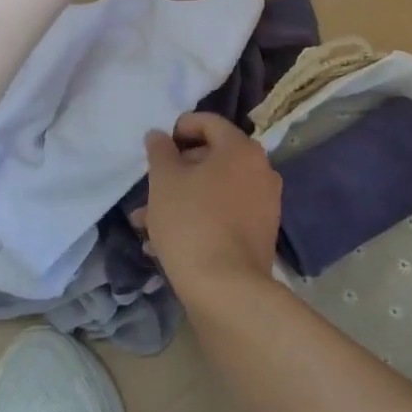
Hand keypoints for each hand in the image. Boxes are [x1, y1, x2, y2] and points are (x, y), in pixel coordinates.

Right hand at [140, 113, 282, 302]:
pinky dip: (200, 218)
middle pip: (213, 157)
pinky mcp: (261, 234)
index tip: (158, 147)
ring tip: (147, 223)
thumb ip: (160, 151)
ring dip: (183, 199)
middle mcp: (260, 170)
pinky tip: (167, 243)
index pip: (209, 122)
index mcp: (241, 149)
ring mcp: (264, 203)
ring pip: (215, 190)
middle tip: (150, 189)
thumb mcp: (164, 181)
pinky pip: (225, 214)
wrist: (227, 290)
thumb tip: (159, 135)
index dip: (180, 128)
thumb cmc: (191, 222)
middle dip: (177, 171)